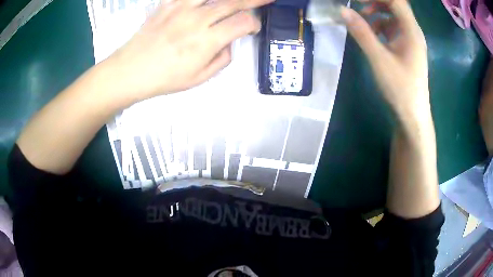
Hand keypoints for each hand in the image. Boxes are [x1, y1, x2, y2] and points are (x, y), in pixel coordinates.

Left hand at [106, 0, 272, 102]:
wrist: (130, 70)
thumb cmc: (164, 78)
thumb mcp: (199, 78)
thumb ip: (221, 59)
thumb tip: (229, 43)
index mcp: (207, 41)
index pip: (243, 22)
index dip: (254, 23)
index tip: (252, 28)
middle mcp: (197, 19)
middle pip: (234, 2)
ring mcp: (181, 8)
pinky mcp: (168, 4)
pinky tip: (208, 1)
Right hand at [341, 0, 429, 122]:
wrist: (412, 116)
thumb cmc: (400, 89)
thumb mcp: (379, 59)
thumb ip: (362, 33)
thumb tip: (343, 10)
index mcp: (411, 31)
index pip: (396, 1)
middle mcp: (414, 32)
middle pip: (396, 6)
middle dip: (376, 2)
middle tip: (358, 5)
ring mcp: (411, 41)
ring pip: (394, 17)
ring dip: (378, 13)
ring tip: (363, 20)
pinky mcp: (407, 49)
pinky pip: (394, 29)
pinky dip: (381, 26)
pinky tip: (373, 35)